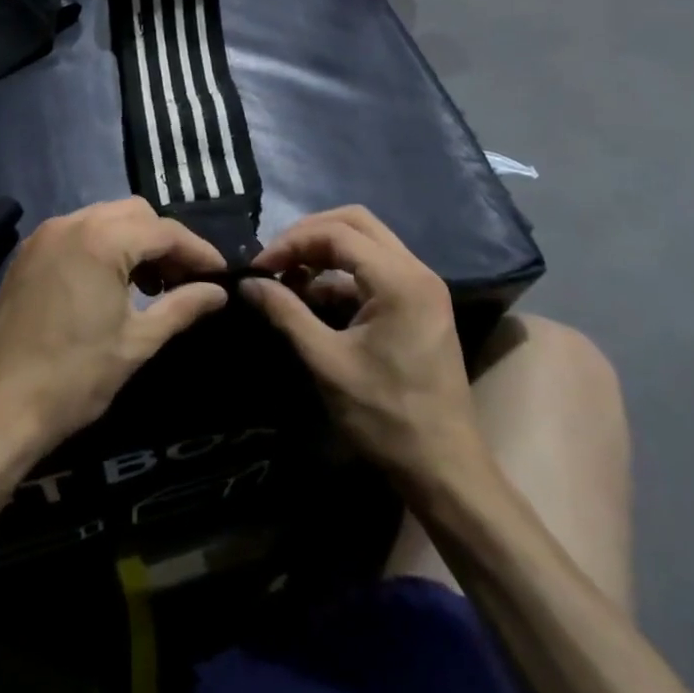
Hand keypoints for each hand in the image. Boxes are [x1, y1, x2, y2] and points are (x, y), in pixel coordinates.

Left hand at [0, 198, 228, 458]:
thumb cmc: (75, 377)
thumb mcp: (138, 342)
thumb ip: (183, 307)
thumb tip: (218, 292)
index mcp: (101, 240)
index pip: (164, 231)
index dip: (197, 250)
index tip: (220, 274)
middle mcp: (72, 223)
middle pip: (135, 213)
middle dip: (165, 241)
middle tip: (185, 280)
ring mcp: (46, 234)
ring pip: (105, 218)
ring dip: (134, 241)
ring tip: (152, 285)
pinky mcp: (29, 252)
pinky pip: (79, 231)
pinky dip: (104, 245)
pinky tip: (113, 283)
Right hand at [240, 206, 491, 482]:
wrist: (445, 470)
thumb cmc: (386, 416)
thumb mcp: (327, 362)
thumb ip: (286, 313)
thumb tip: (248, 283)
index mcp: (399, 279)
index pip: (336, 233)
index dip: (291, 243)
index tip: (259, 268)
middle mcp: (416, 270)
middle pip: (355, 222)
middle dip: (309, 235)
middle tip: (276, 261)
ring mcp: (422, 286)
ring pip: (366, 241)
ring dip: (325, 251)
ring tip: (289, 278)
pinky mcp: (420, 304)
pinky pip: (375, 267)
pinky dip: (342, 272)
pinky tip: (315, 299)